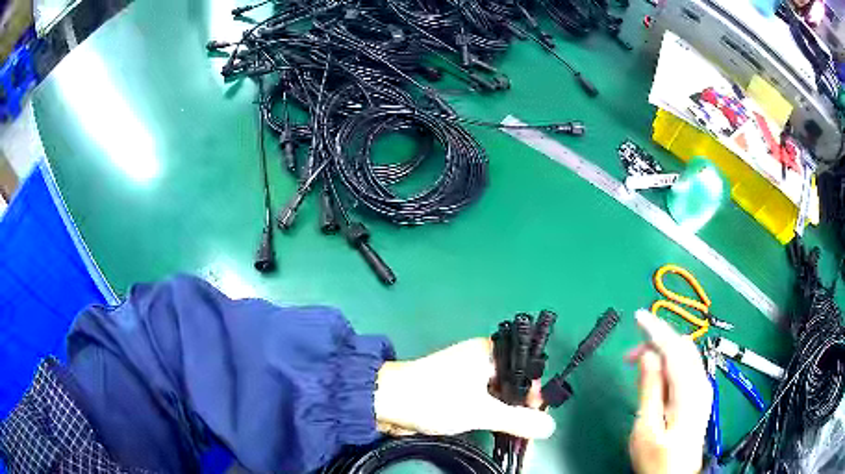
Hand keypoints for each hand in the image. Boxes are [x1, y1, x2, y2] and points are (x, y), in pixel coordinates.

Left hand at [374, 338, 555, 438]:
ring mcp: (469, 378)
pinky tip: (501, 433)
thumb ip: (517, 421)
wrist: (386, 403)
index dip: (536, 394)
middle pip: (516, 385)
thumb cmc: (434, 399)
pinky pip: (486, 405)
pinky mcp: (458, 393)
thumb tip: (549, 428)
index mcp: (490, 353)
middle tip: (530, 433)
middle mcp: (482, 361)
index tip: (538, 417)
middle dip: (525, 410)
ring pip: (501, 397)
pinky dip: (495, 419)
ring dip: (510, 417)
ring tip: (519, 438)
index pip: (527, 370)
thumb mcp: (480, 412)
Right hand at [628, 310, 712, 473]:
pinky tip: (655, 374)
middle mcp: (701, 382)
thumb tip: (647, 355)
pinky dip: (669, 362)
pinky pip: (685, 367)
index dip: (656, 329)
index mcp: (689, 390)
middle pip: (683, 347)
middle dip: (657, 341)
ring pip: (685, 355)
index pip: (674, 348)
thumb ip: (649, 389)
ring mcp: (702, 388)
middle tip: (629, 356)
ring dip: (662, 351)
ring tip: (637, 364)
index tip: (637, 316)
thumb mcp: (646, 428)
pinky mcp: (699, 395)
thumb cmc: (658, 459)